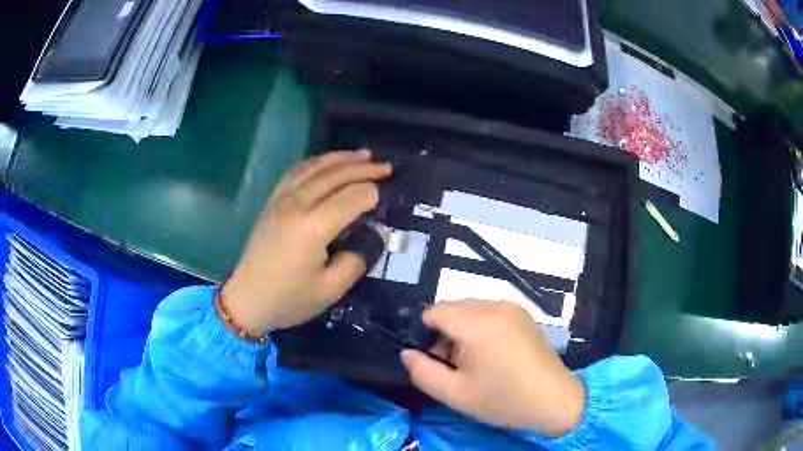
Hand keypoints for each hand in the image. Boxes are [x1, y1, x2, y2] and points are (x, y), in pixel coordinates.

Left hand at [221, 150, 392, 335]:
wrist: (247, 299)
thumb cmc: (289, 299)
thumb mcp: (330, 290)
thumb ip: (356, 260)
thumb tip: (371, 235)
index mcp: (313, 227)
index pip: (351, 198)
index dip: (372, 194)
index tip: (386, 197)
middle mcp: (297, 205)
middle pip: (335, 175)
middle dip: (364, 168)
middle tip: (386, 167)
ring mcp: (281, 200)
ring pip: (315, 167)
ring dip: (341, 158)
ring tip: (363, 154)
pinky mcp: (272, 202)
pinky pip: (296, 172)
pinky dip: (316, 162)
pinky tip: (326, 162)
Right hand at [401, 300, 585, 436]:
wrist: (554, 400)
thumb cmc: (503, 400)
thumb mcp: (455, 394)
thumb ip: (422, 372)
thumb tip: (407, 353)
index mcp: (477, 323)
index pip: (433, 312)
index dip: (424, 334)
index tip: (432, 359)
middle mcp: (495, 306)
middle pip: (452, 309)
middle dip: (444, 333)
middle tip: (453, 365)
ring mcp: (512, 308)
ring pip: (470, 310)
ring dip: (462, 330)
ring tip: (473, 362)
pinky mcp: (523, 315)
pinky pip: (489, 313)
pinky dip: (480, 328)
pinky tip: (491, 355)